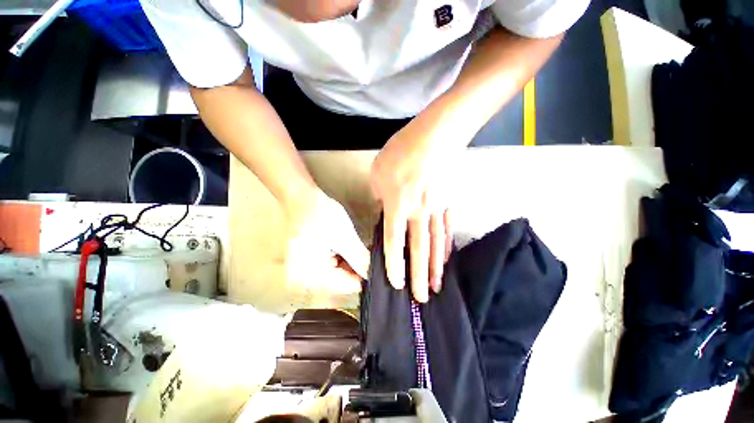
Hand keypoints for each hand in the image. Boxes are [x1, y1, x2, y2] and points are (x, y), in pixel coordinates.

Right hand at [284, 189, 369, 292]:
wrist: (301, 196)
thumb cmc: (321, 215)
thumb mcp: (344, 237)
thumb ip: (360, 259)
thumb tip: (373, 274)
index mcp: (312, 276)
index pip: (348, 286)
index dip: (365, 276)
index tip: (378, 266)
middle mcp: (306, 279)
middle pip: (342, 280)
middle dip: (357, 268)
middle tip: (369, 254)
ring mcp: (306, 270)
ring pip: (338, 272)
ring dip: (350, 262)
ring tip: (358, 248)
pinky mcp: (308, 261)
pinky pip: (331, 265)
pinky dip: (342, 258)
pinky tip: (347, 247)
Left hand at [370, 123, 452, 302]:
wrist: (434, 136)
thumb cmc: (402, 152)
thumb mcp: (378, 173)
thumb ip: (379, 197)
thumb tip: (383, 212)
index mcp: (398, 205)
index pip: (394, 242)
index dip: (394, 265)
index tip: (396, 283)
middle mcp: (418, 213)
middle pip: (419, 250)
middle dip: (419, 276)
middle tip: (421, 298)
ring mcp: (436, 209)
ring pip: (436, 244)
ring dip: (436, 267)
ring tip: (436, 287)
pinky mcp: (447, 203)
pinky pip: (446, 230)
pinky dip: (445, 247)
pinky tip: (445, 259)